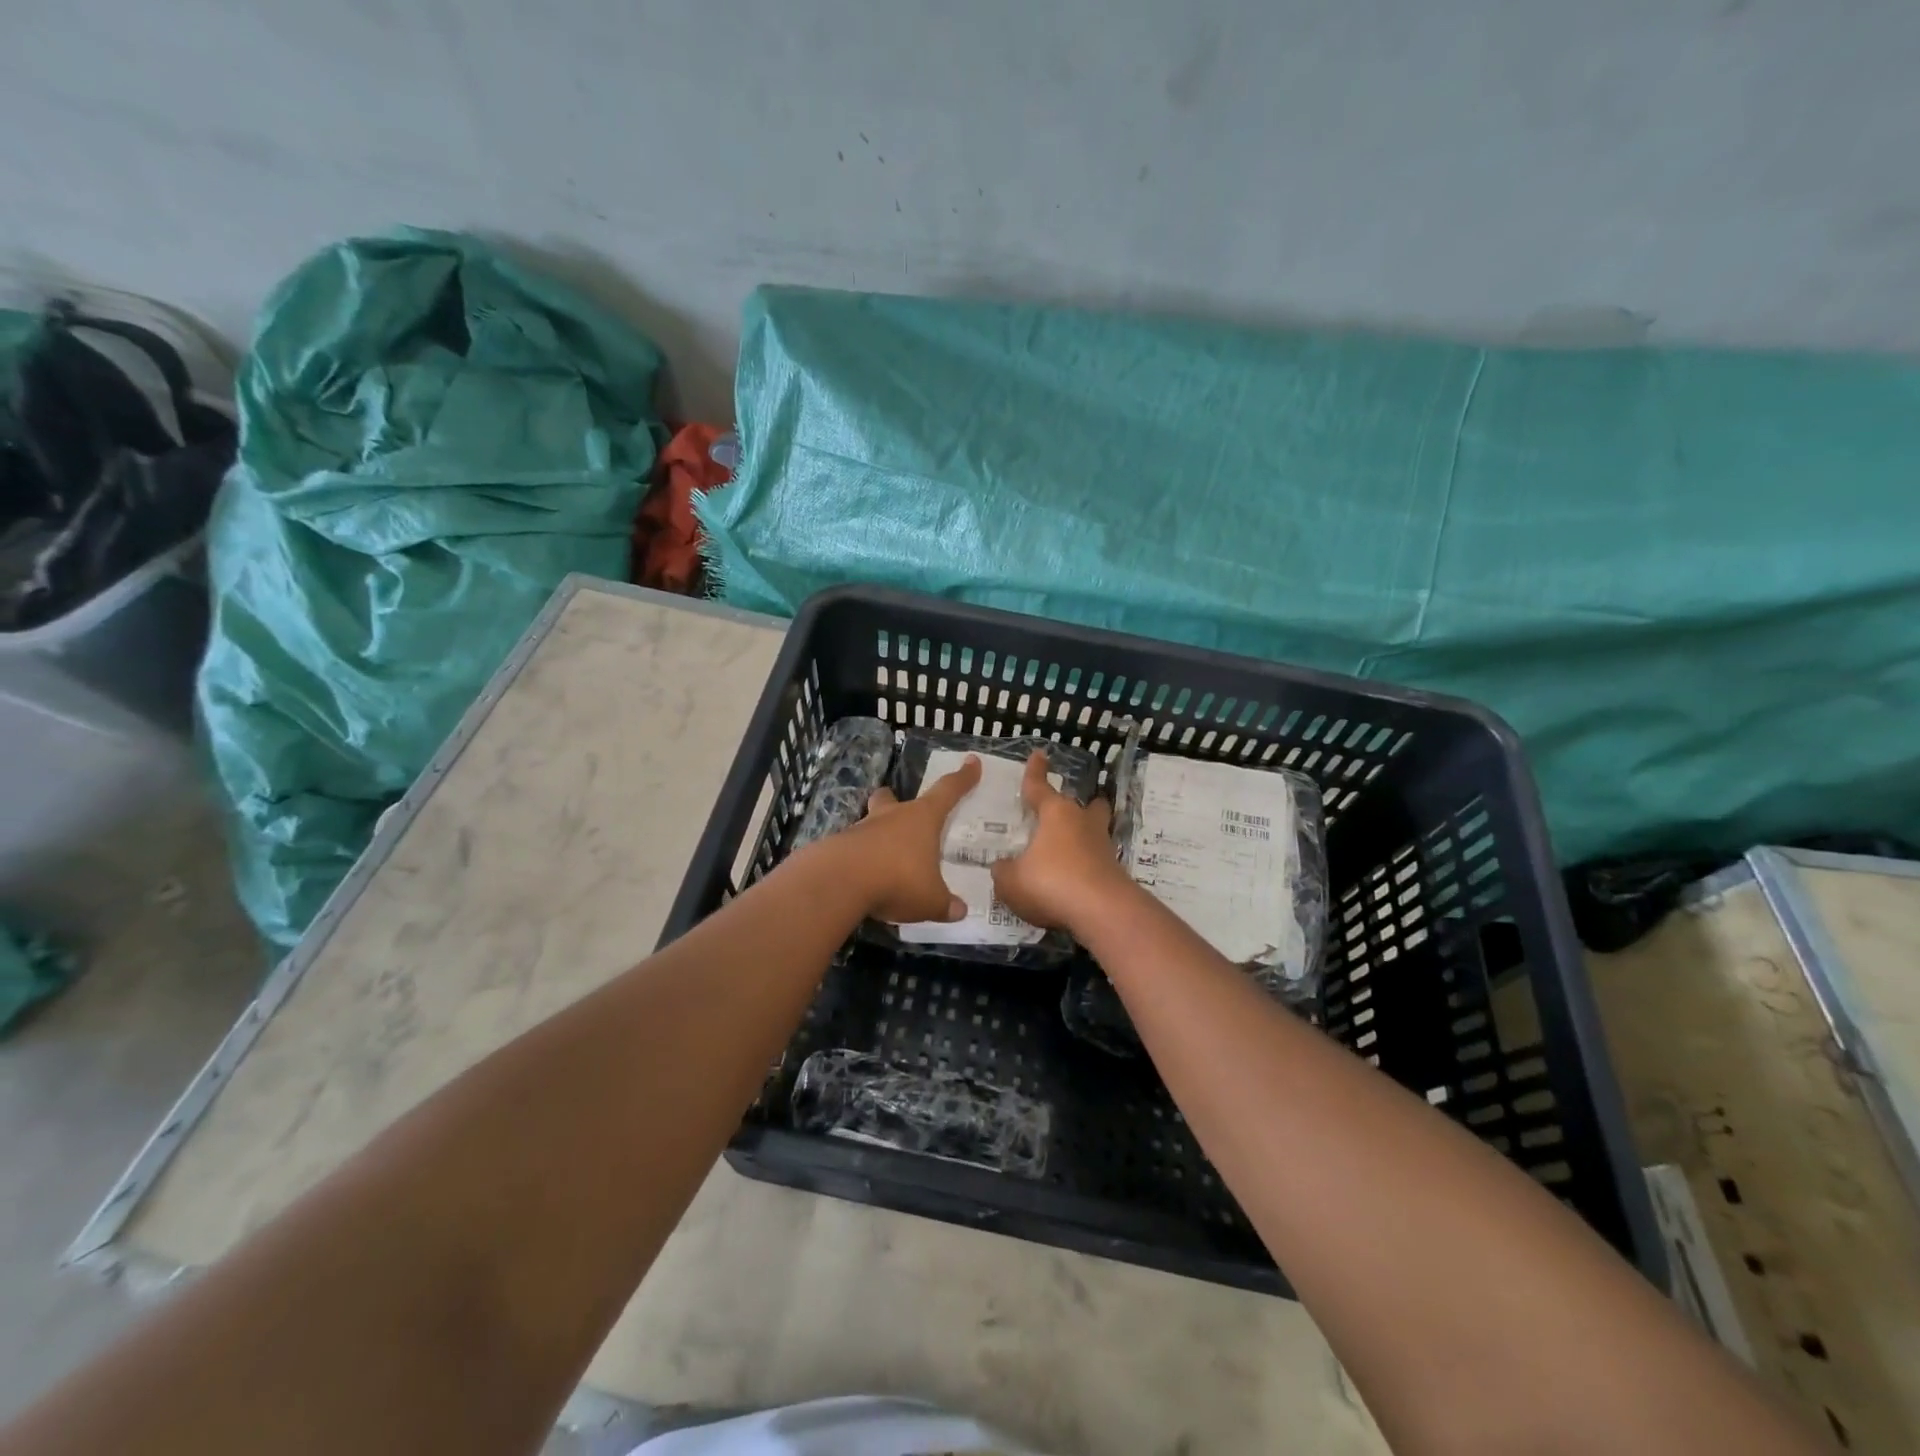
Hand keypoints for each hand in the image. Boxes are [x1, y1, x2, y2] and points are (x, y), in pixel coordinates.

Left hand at [834, 754, 982, 922]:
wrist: (839, 882)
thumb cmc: (897, 880)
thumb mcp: (930, 900)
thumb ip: (945, 904)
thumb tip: (960, 911)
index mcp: (922, 819)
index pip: (948, 791)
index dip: (963, 778)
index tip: (972, 762)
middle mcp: (891, 817)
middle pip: (891, 798)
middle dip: (893, 800)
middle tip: (900, 811)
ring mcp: (860, 829)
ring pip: (870, 823)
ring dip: (877, 835)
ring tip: (884, 860)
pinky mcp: (838, 847)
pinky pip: (854, 849)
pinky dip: (860, 860)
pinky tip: (864, 880)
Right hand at [991, 751, 1130, 931]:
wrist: (1102, 912)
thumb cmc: (1051, 883)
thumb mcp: (1011, 880)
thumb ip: (1003, 871)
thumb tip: (1002, 866)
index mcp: (1056, 813)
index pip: (1040, 786)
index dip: (1035, 772)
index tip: (1039, 754)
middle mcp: (1082, 823)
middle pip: (1084, 805)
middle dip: (1078, 804)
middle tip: (1066, 809)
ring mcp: (1103, 847)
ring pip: (1095, 831)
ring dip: (1085, 835)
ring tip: (1071, 845)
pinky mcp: (1114, 872)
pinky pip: (1096, 860)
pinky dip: (1086, 864)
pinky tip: (1073, 878)